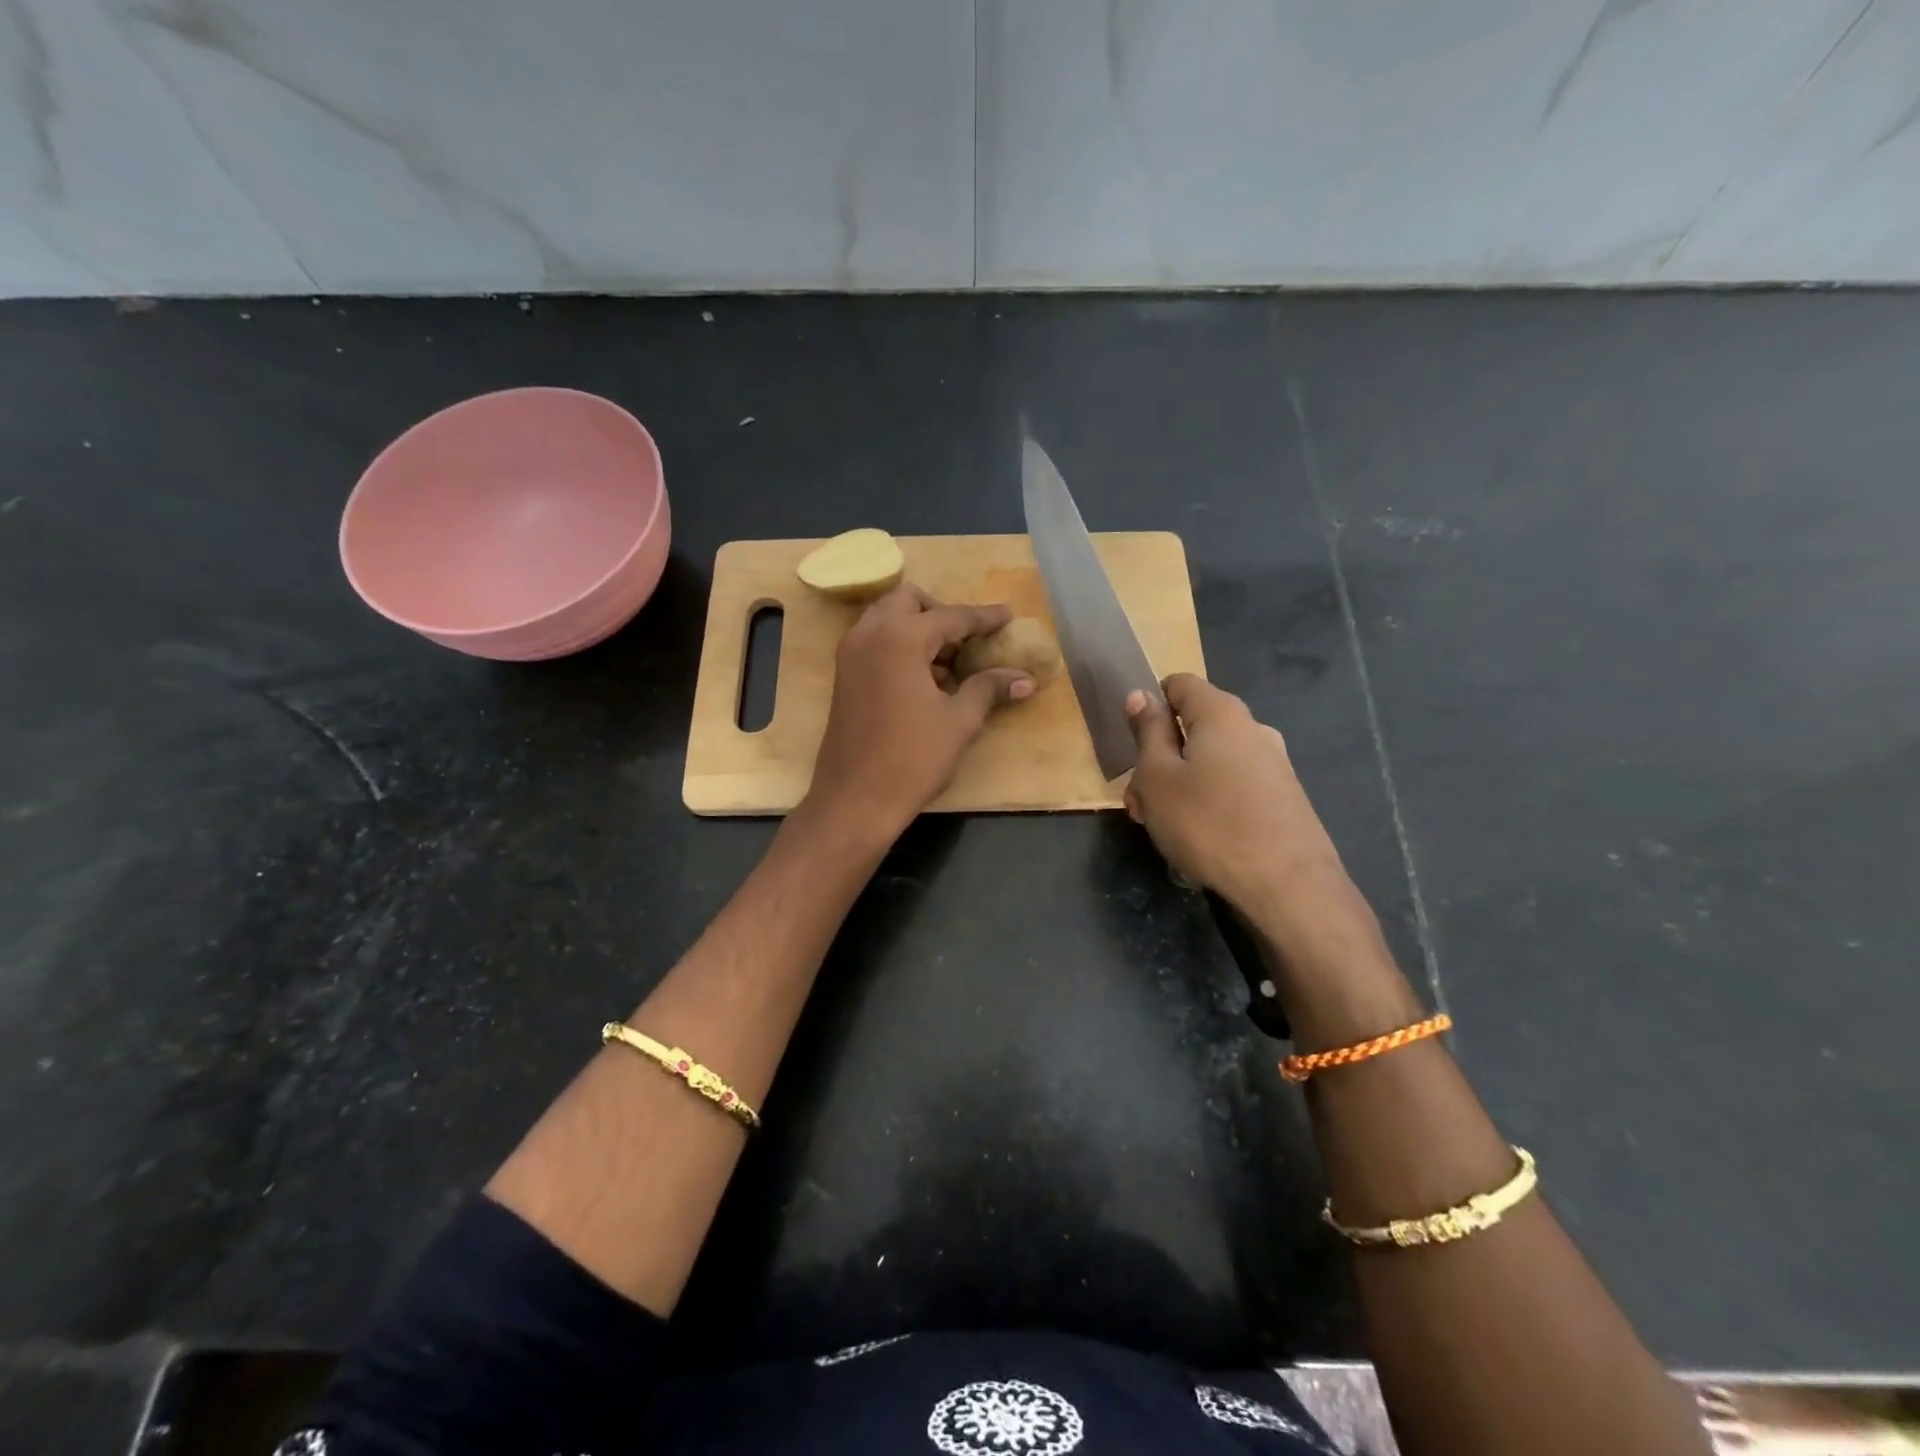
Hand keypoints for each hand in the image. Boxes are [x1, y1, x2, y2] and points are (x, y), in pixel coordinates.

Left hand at [806, 583, 1034, 838]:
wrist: (855, 799)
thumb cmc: (913, 758)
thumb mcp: (959, 722)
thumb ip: (989, 689)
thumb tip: (1025, 679)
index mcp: (900, 637)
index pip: (951, 616)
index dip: (983, 618)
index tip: (1007, 616)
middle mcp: (870, 634)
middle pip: (909, 601)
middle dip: (941, 612)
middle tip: (967, 641)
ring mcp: (850, 654)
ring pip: (887, 618)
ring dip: (918, 628)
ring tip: (949, 663)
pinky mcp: (843, 676)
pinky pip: (874, 641)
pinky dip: (899, 645)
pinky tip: (924, 680)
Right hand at [1123, 674, 1346, 918]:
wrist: (1288, 885)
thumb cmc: (1208, 823)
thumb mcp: (1158, 777)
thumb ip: (1147, 732)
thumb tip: (1140, 695)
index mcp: (1221, 713)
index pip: (1179, 684)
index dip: (1149, 705)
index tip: (1133, 744)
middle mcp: (1253, 729)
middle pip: (1194, 728)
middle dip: (1159, 759)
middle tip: (1139, 803)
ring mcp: (1273, 765)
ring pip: (1210, 762)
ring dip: (1178, 787)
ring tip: (1163, 829)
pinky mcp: (1283, 798)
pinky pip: (1232, 787)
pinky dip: (1208, 803)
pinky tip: (1198, 841)